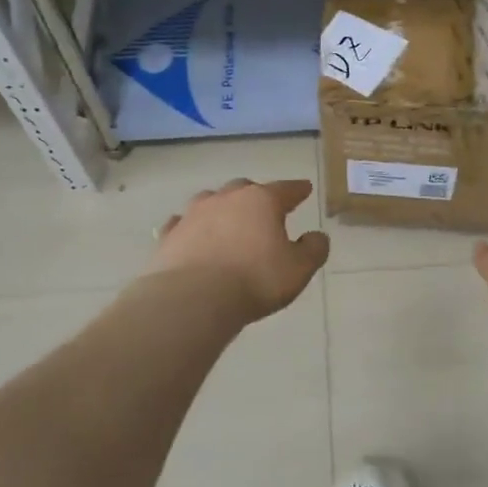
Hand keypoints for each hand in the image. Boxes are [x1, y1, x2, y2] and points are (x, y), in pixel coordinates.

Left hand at [147, 179, 329, 323]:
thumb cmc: (255, 280)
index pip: (285, 189)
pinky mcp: (170, 235)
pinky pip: (182, 224)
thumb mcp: (299, 269)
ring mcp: (193, 214)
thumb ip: (313, 249)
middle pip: (245, 188)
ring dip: (221, 207)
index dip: (297, 190)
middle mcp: (227, 198)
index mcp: (262, 201)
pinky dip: (190, 227)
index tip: (304, 188)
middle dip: (256, 195)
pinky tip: (190, 235)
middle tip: (264, 208)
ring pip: (210, 200)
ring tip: (227, 219)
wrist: (193, 298)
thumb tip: (317, 236)